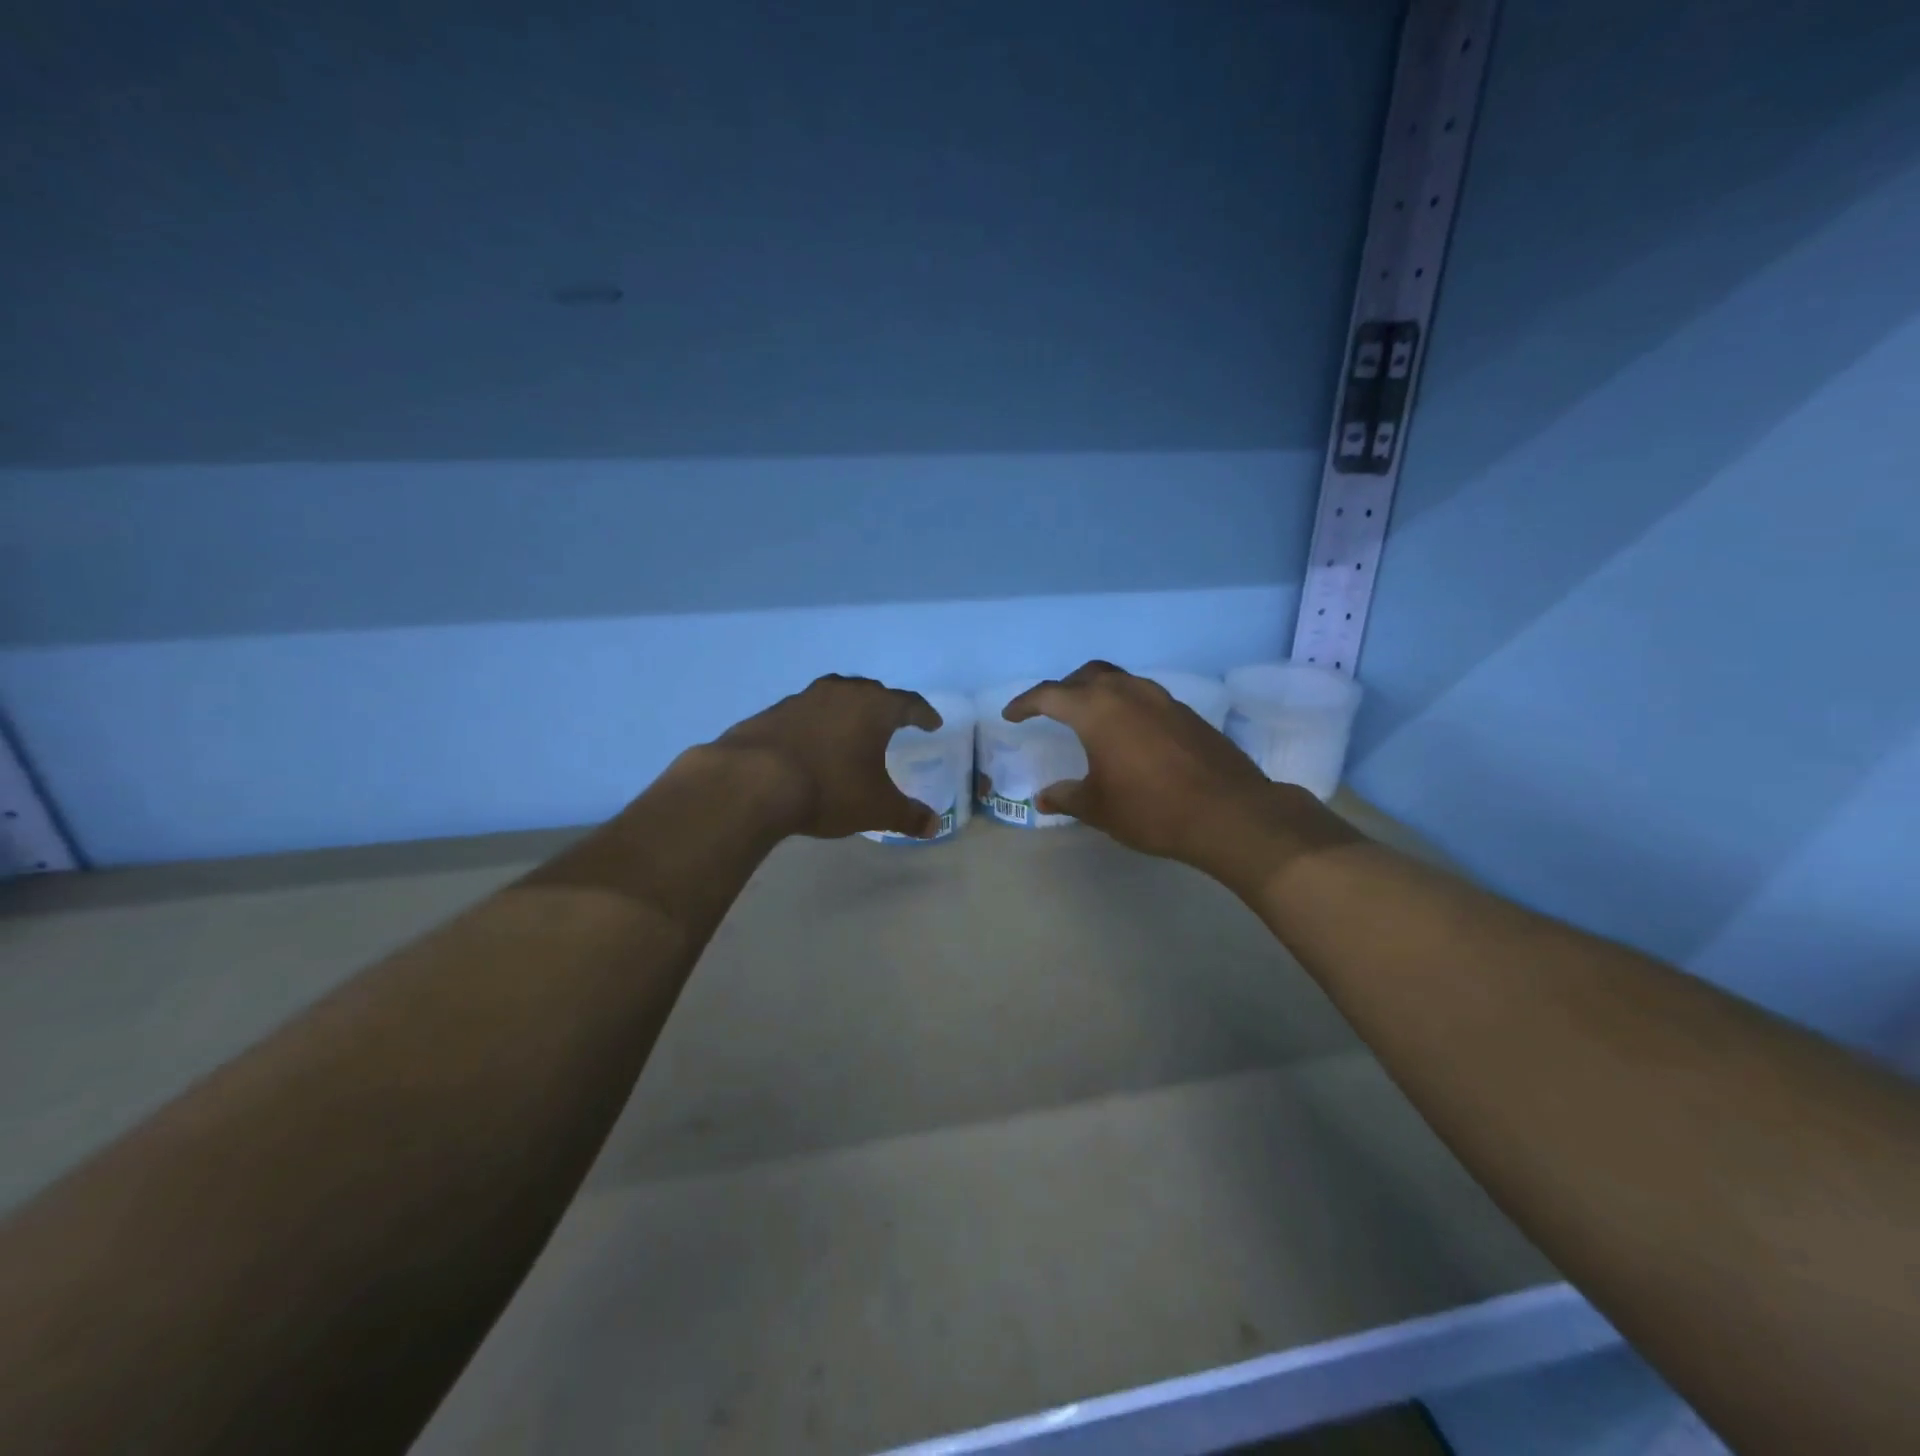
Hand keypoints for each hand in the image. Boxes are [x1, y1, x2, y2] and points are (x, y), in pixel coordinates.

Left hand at [712, 674, 944, 839]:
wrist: (753, 781)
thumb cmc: (830, 788)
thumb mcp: (877, 808)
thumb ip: (908, 815)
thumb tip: (934, 825)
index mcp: (874, 708)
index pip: (908, 704)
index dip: (923, 714)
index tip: (932, 723)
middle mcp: (841, 693)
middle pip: (871, 692)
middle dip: (885, 706)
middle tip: (892, 722)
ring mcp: (803, 699)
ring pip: (835, 697)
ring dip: (847, 711)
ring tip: (851, 730)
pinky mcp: (772, 712)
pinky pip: (805, 713)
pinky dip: (815, 725)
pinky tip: (812, 745)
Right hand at [1004, 661, 1331, 874]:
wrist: (1229, 813)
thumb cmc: (1151, 809)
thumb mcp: (1098, 807)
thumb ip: (1066, 797)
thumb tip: (1042, 797)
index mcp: (1097, 710)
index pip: (1049, 695)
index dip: (1025, 704)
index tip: (1011, 716)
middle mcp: (1128, 693)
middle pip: (1086, 676)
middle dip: (1063, 689)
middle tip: (1050, 710)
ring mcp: (1162, 699)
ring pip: (1119, 681)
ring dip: (1097, 692)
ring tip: (1089, 718)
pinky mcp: (1186, 713)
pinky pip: (1144, 697)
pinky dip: (1126, 705)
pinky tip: (1129, 734)